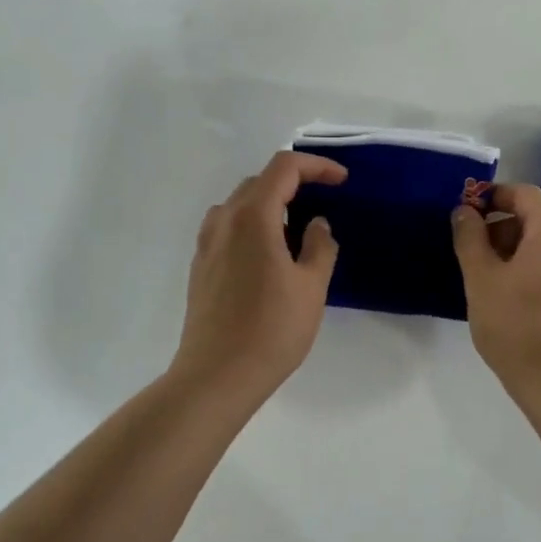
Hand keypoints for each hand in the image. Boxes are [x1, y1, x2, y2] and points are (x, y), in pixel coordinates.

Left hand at [169, 151, 344, 404]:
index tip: (341, 180)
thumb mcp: (311, 287)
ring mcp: (206, 244)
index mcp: (252, 216)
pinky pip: (227, 229)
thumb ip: (319, 247)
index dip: (316, 166)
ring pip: (239, 205)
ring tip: (294, 230)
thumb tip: (317, 225)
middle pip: (259, 182)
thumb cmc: (271, 329)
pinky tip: (267, 256)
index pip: (284, 168)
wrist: (216, 375)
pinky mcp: (200, 267)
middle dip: (293, 184)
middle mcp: (223, 221)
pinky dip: (251, 226)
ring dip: (269, 205)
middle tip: (322, 204)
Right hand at [451, 185, 540, 387]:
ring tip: (488, 281)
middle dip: (502, 227)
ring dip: (515, 252)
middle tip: (472, 252)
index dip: (493, 196)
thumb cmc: (516, 323)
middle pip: (537, 219)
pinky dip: (532, 273)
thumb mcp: (481, 277)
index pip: (524, 193)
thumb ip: (470, 238)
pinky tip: (512, 303)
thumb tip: (465, 211)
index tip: (466, 213)